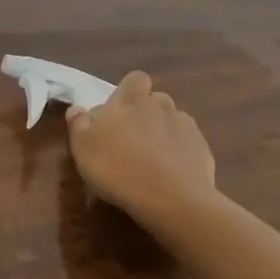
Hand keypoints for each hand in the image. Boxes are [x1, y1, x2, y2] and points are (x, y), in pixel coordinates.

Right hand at [66, 71, 216, 229]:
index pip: (135, 79)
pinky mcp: (203, 150)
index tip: (117, 112)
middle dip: (145, 114)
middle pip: (155, 100)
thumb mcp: (83, 147)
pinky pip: (187, 145)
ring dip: (162, 134)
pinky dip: (179, 154)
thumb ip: (79, 124)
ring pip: (172, 122)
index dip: (128, 91)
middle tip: (130, 140)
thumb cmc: (118, 168)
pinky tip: (169, 175)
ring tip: (151, 160)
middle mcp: (162, 106)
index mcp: (132, 100)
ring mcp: (186, 127)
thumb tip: (76, 108)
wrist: (171, 199)